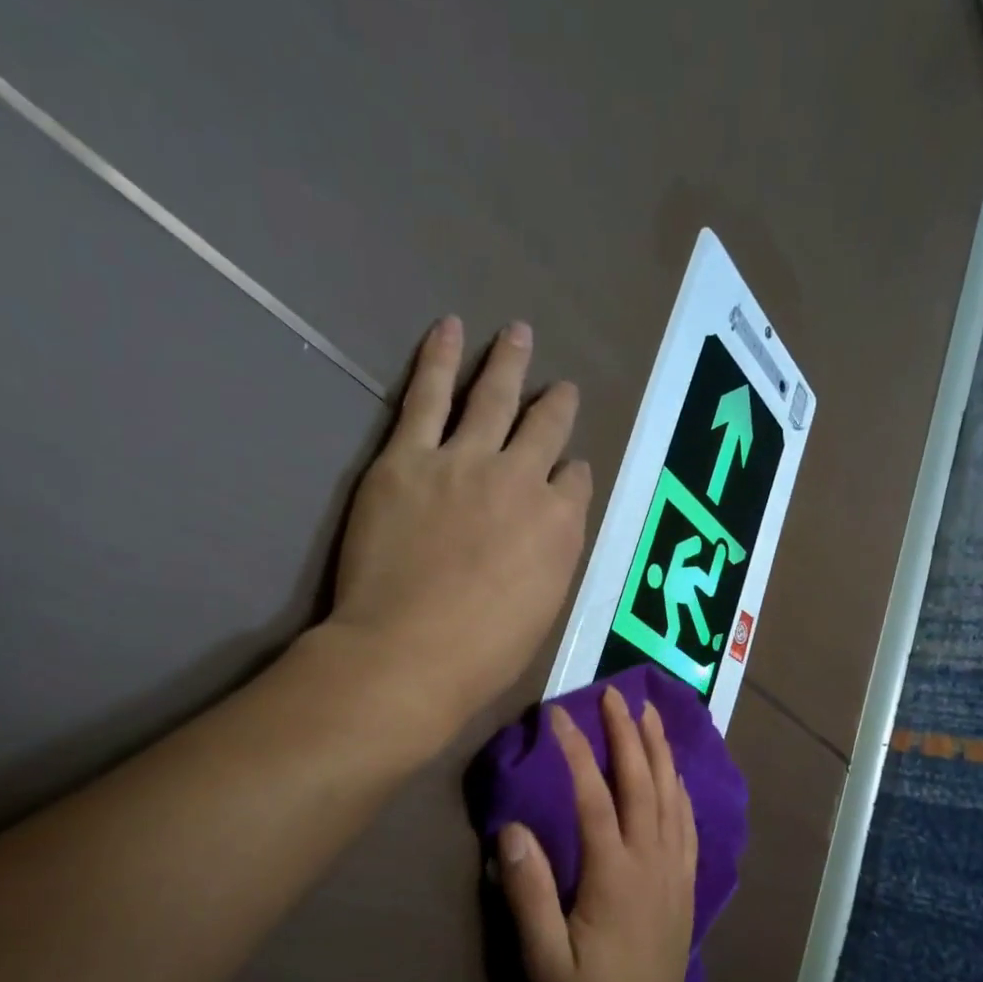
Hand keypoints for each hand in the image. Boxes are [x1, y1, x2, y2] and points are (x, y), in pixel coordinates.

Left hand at [325, 317, 592, 745]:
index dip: (571, 473)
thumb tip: (553, 528)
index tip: (567, 470)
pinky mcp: (407, 458)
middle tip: (562, 387)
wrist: (409, 651)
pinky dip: (439, 359)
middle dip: (556, 404)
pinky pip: (428, 397)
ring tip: (518, 333)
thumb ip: (553, 557)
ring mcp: (464, 462)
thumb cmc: (484, 652)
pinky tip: (450, 329)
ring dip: (509, 363)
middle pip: (545, 428)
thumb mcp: (544, 609)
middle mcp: (521, 480)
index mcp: (560, 524)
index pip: (575, 481)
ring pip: (494, 398)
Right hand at [498, 687, 698, 981]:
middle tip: (615, 695)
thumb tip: (512, 830)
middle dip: (628, 735)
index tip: (557, 716)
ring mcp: (674, 870)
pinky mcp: (685, 883)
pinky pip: (687, 822)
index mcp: (615, 875)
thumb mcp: (545, 961)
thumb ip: (529, 894)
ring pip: (672, 796)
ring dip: (660, 751)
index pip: (595, 796)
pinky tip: (675, 774)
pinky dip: (680, 788)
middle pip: (643, 783)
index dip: (576, 752)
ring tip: (650, 715)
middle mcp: (651, 861)